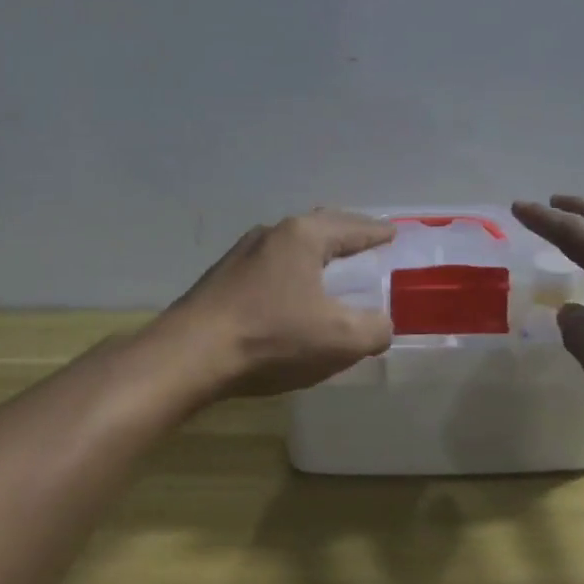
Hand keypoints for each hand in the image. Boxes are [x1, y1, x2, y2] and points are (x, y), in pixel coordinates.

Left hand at [157, 209, 396, 399]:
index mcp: (303, 236)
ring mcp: (241, 254)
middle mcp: (271, 234)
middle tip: (367, 245)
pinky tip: (291, 295)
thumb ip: (374, 329)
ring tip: (331, 269)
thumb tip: (381, 323)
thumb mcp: (340, 340)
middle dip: (345, 236)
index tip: (393, 233)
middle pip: (319, 227)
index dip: (377, 232)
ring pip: (290, 246)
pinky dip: (291, 273)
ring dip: (315, 255)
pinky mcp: (221, 278)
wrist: (189, 356)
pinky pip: (270, 266)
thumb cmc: (271, 337)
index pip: (352, 227)